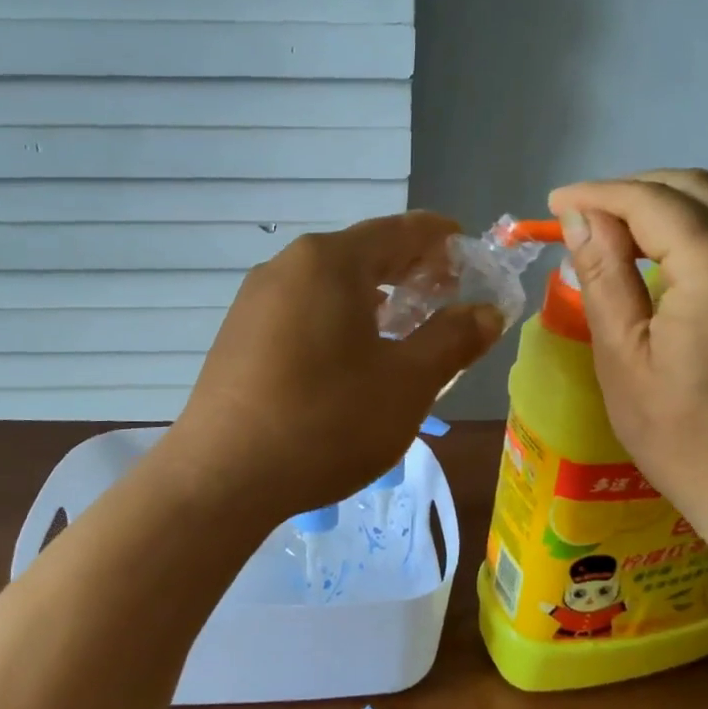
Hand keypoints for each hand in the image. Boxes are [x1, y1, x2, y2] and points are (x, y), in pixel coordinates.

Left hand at [164, 213, 504, 521]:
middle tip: (445, 300)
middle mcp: (287, 266)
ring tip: (403, 330)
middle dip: (410, 271)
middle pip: (363, 253)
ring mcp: (255, 299)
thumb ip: (453, 339)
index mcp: (330, 261)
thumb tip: (486, 311)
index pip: (402, 230)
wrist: (221, 478)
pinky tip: (349, 358)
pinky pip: (302, 309)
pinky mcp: (238, 334)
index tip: (473, 259)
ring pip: (330, 284)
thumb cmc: (326, 422)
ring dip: (374, 298)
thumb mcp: (407, 384)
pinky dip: (337, 319)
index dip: (444, 240)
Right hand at [547, 170, 707, 531]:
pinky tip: (680, 252)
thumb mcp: (623, 357)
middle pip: (694, 187)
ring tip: (628, 228)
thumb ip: (603, 276)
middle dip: (633, 190)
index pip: (649, 200)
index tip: (554, 203)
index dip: (596, 194)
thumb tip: (580, 218)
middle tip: (584, 216)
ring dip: (674, 199)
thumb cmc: (685, 437)